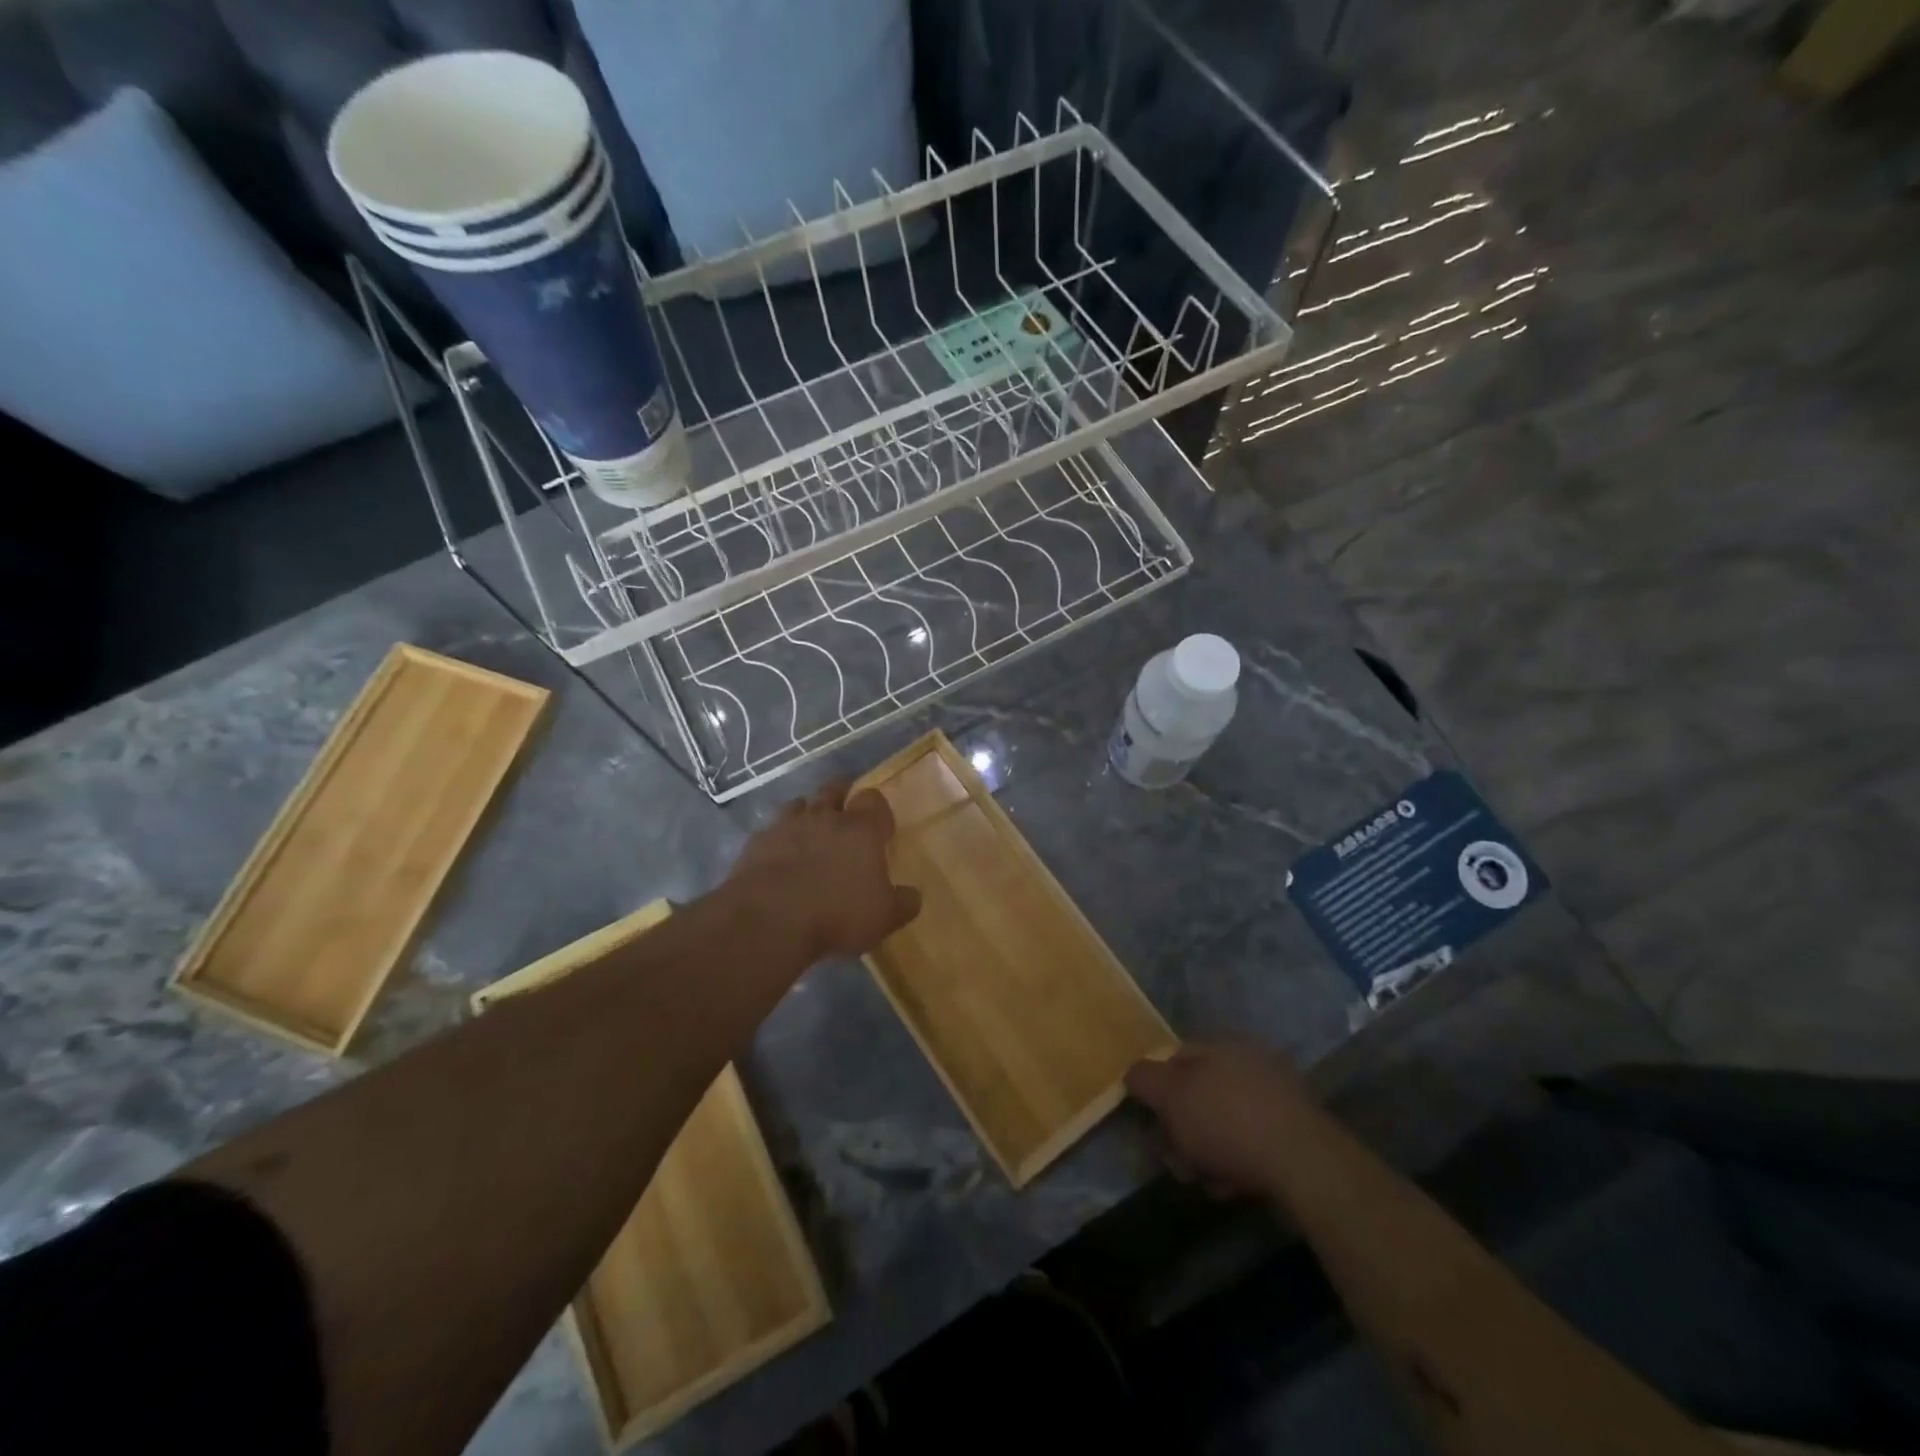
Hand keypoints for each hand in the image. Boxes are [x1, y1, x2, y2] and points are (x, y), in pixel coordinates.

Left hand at [726, 780, 920, 959]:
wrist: (769, 919)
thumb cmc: (837, 913)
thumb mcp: (884, 917)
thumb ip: (903, 903)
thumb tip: (913, 895)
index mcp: (861, 829)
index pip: (873, 799)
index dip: (878, 810)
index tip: (880, 829)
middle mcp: (825, 817)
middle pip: (834, 790)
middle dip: (841, 797)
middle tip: (845, 816)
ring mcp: (786, 825)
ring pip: (800, 804)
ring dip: (807, 813)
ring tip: (810, 832)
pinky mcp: (757, 842)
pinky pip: (771, 829)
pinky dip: (778, 837)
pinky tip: (779, 856)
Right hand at [1125, 1041, 1309, 1197]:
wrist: (1304, 1163)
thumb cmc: (1225, 1122)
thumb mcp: (1170, 1097)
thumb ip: (1145, 1079)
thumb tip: (1133, 1072)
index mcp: (1219, 1044)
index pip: (1175, 1058)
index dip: (1157, 1091)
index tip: (1153, 1125)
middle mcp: (1248, 1060)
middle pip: (1200, 1093)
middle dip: (1184, 1128)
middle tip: (1177, 1160)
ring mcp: (1277, 1094)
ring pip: (1225, 1120)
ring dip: (1209, 1149)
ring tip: (1206, 1181)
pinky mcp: (1297, 1130)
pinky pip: (1253, 1140)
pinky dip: (1239, 1160)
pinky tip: (1234, 1185)